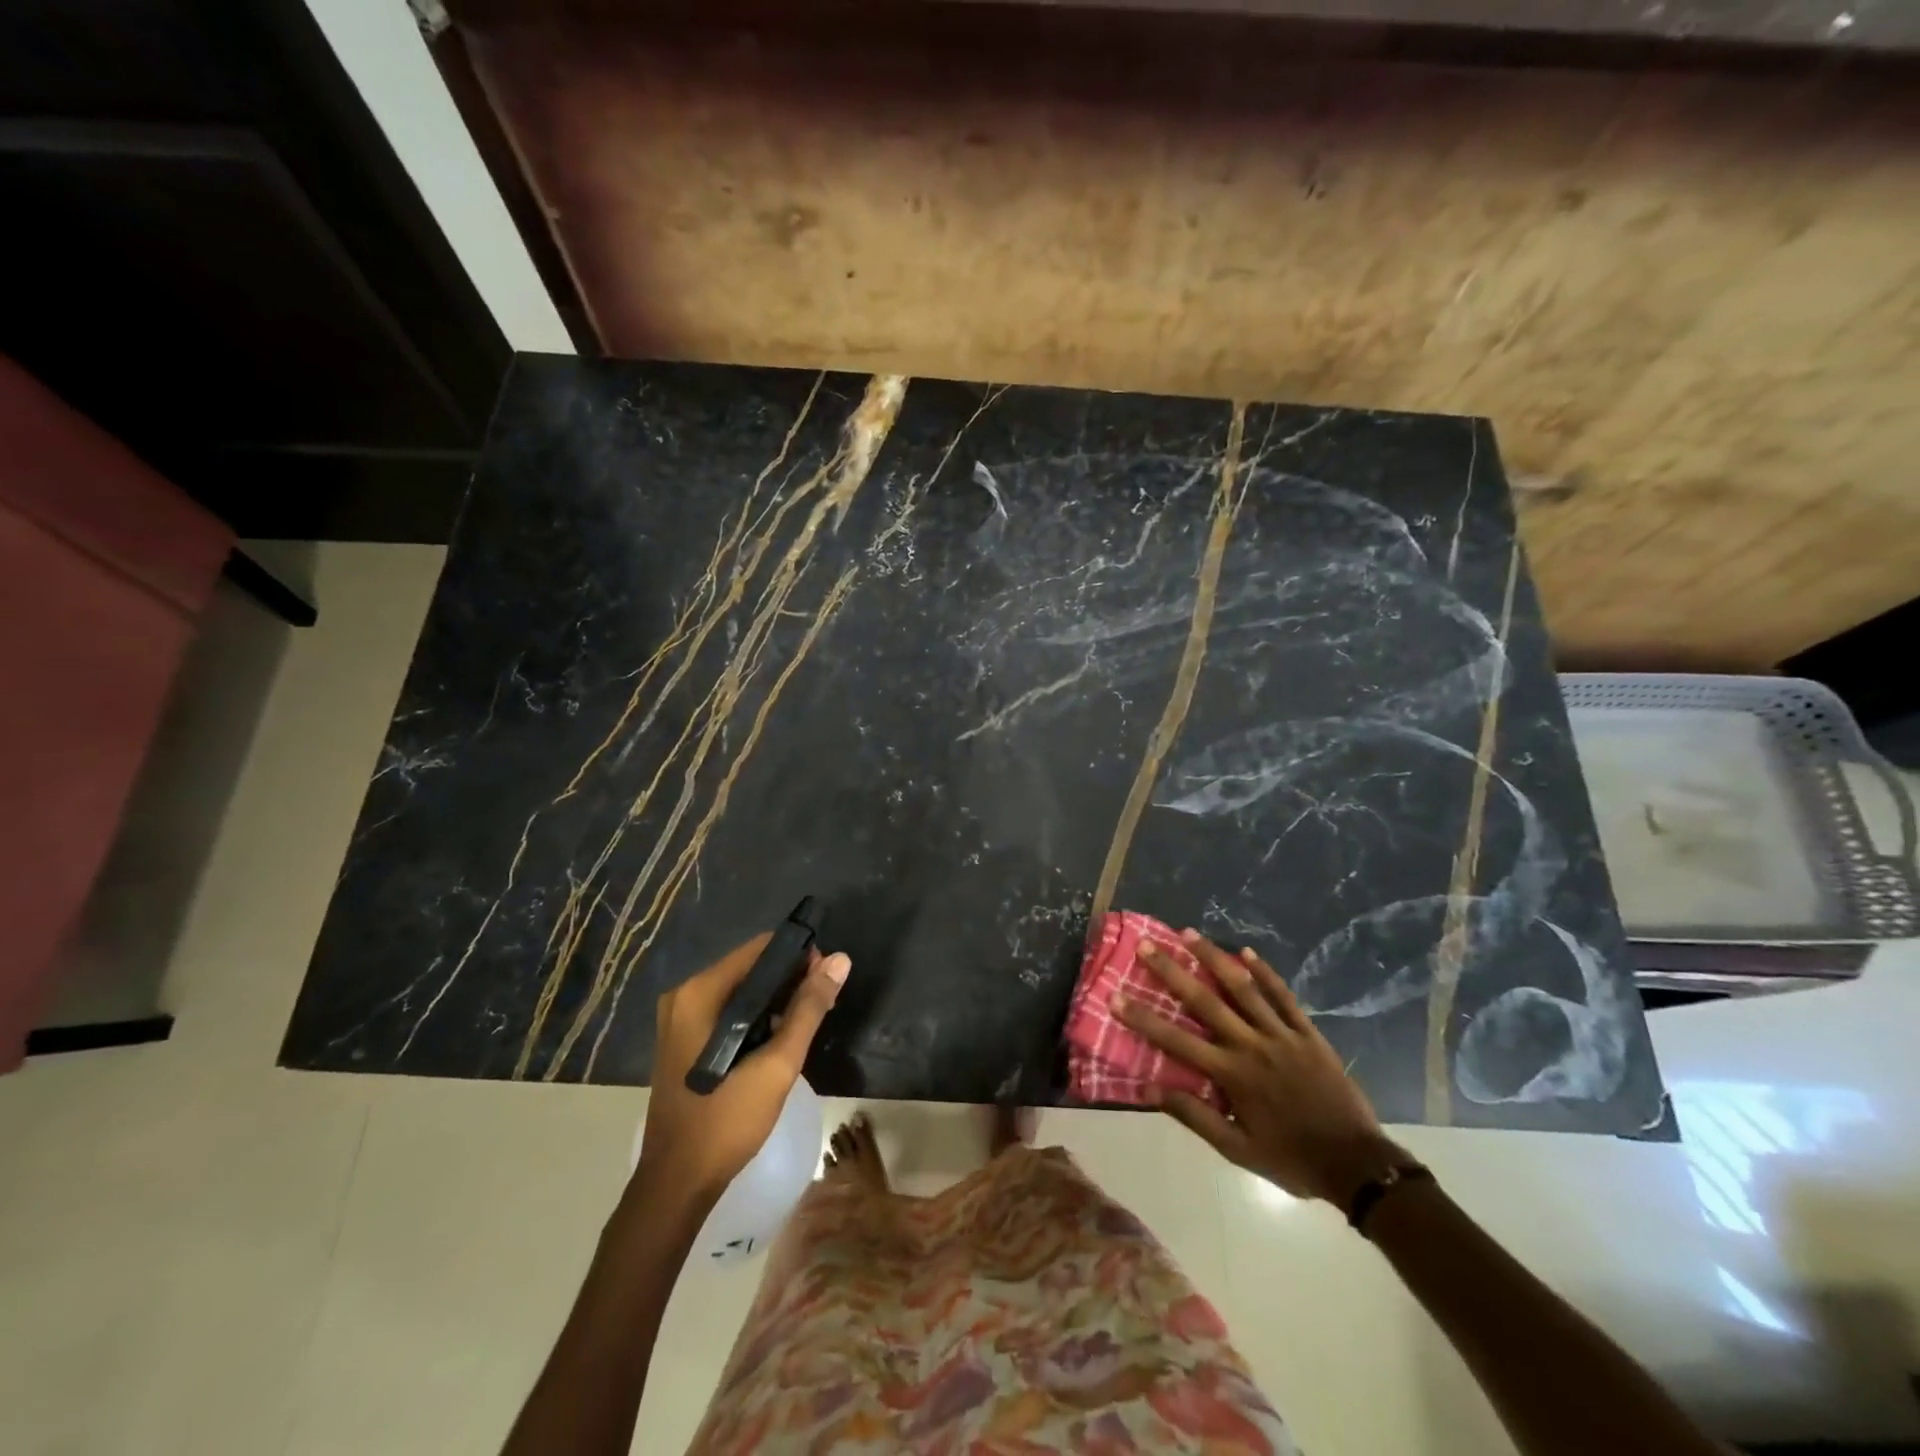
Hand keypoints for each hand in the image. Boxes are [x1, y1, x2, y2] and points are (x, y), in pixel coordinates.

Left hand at [639, 935, 850, 1201]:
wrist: (677, 1184)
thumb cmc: (726, 1121)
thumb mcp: (777, 1064)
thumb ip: (809, 1008)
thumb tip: (840, 959)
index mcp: (699, 993)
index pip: (760, 949)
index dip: (799, 956)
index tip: (828, 978)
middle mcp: (684, 996)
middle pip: (750, 968)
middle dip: (790, 979)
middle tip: (824, 1002)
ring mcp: (679, 1019)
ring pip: (740, 991)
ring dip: (776, 1000)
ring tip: (808, 1020)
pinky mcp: (683, 1040)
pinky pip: (728, 1012)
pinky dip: (756, 1017)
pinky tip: (779, 1038)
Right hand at [1116, 930, 1408, 1205]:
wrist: (1358, 1165)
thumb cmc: (1291, 1158)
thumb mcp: (1238, 1151)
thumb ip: (1195, 1117)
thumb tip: (1151, 1089)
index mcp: (1232, 1075)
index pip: (1177, 1041)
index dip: (1143, 1018)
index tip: (1115, 996)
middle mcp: (1252, 1045)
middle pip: (1206, 1001)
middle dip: (1173, 972)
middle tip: (1148, 946)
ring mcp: (1282, 1035)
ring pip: (1243, 988)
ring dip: (1214, 958)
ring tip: (1189, 933)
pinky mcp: (1308, 1033)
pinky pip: (1283, 996)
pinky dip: (1265, 973)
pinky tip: (1248, 952)